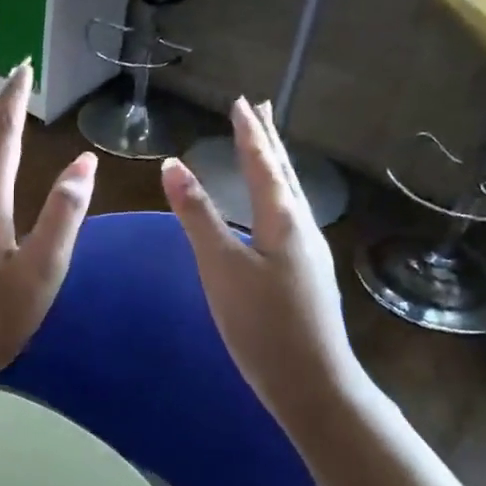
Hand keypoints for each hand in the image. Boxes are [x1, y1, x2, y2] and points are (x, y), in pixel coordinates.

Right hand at [161, 99, 366, 421]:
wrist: (313, 384)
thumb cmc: (262, 324)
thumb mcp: (221, 268)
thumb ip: (197, 216)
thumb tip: (173, 165)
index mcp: (283, 220)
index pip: (262, 164)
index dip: (248, 132)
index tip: (240, 102)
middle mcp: (301, 228)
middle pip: (283, 173)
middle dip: (268, 139)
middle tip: (261, 108)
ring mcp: (308, 252)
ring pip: (290, 195)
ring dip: (276, 165)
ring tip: (267, 147)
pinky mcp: (306, 274)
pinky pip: (290, 216)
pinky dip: (278, 194)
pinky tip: (274, 210)